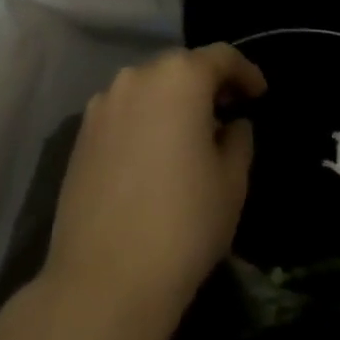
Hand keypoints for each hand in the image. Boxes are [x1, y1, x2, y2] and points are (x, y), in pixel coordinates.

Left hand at [45, 45, 266, 336]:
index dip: (245, 73)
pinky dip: (144, 121)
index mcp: (180, 78)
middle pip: (180, 67)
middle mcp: (137, 78)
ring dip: (172, 102)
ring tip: (189, 135)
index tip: (259, 95)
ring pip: (148, 88)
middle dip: (206, 84)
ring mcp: (102, 105)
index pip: (221, 57)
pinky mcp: (80, 135)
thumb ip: (238, 139)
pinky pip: (123, 113)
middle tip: (227, 113)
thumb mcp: (232, 180)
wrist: (104, 282)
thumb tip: (231, 125)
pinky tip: (154, 155)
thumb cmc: (183, 224)